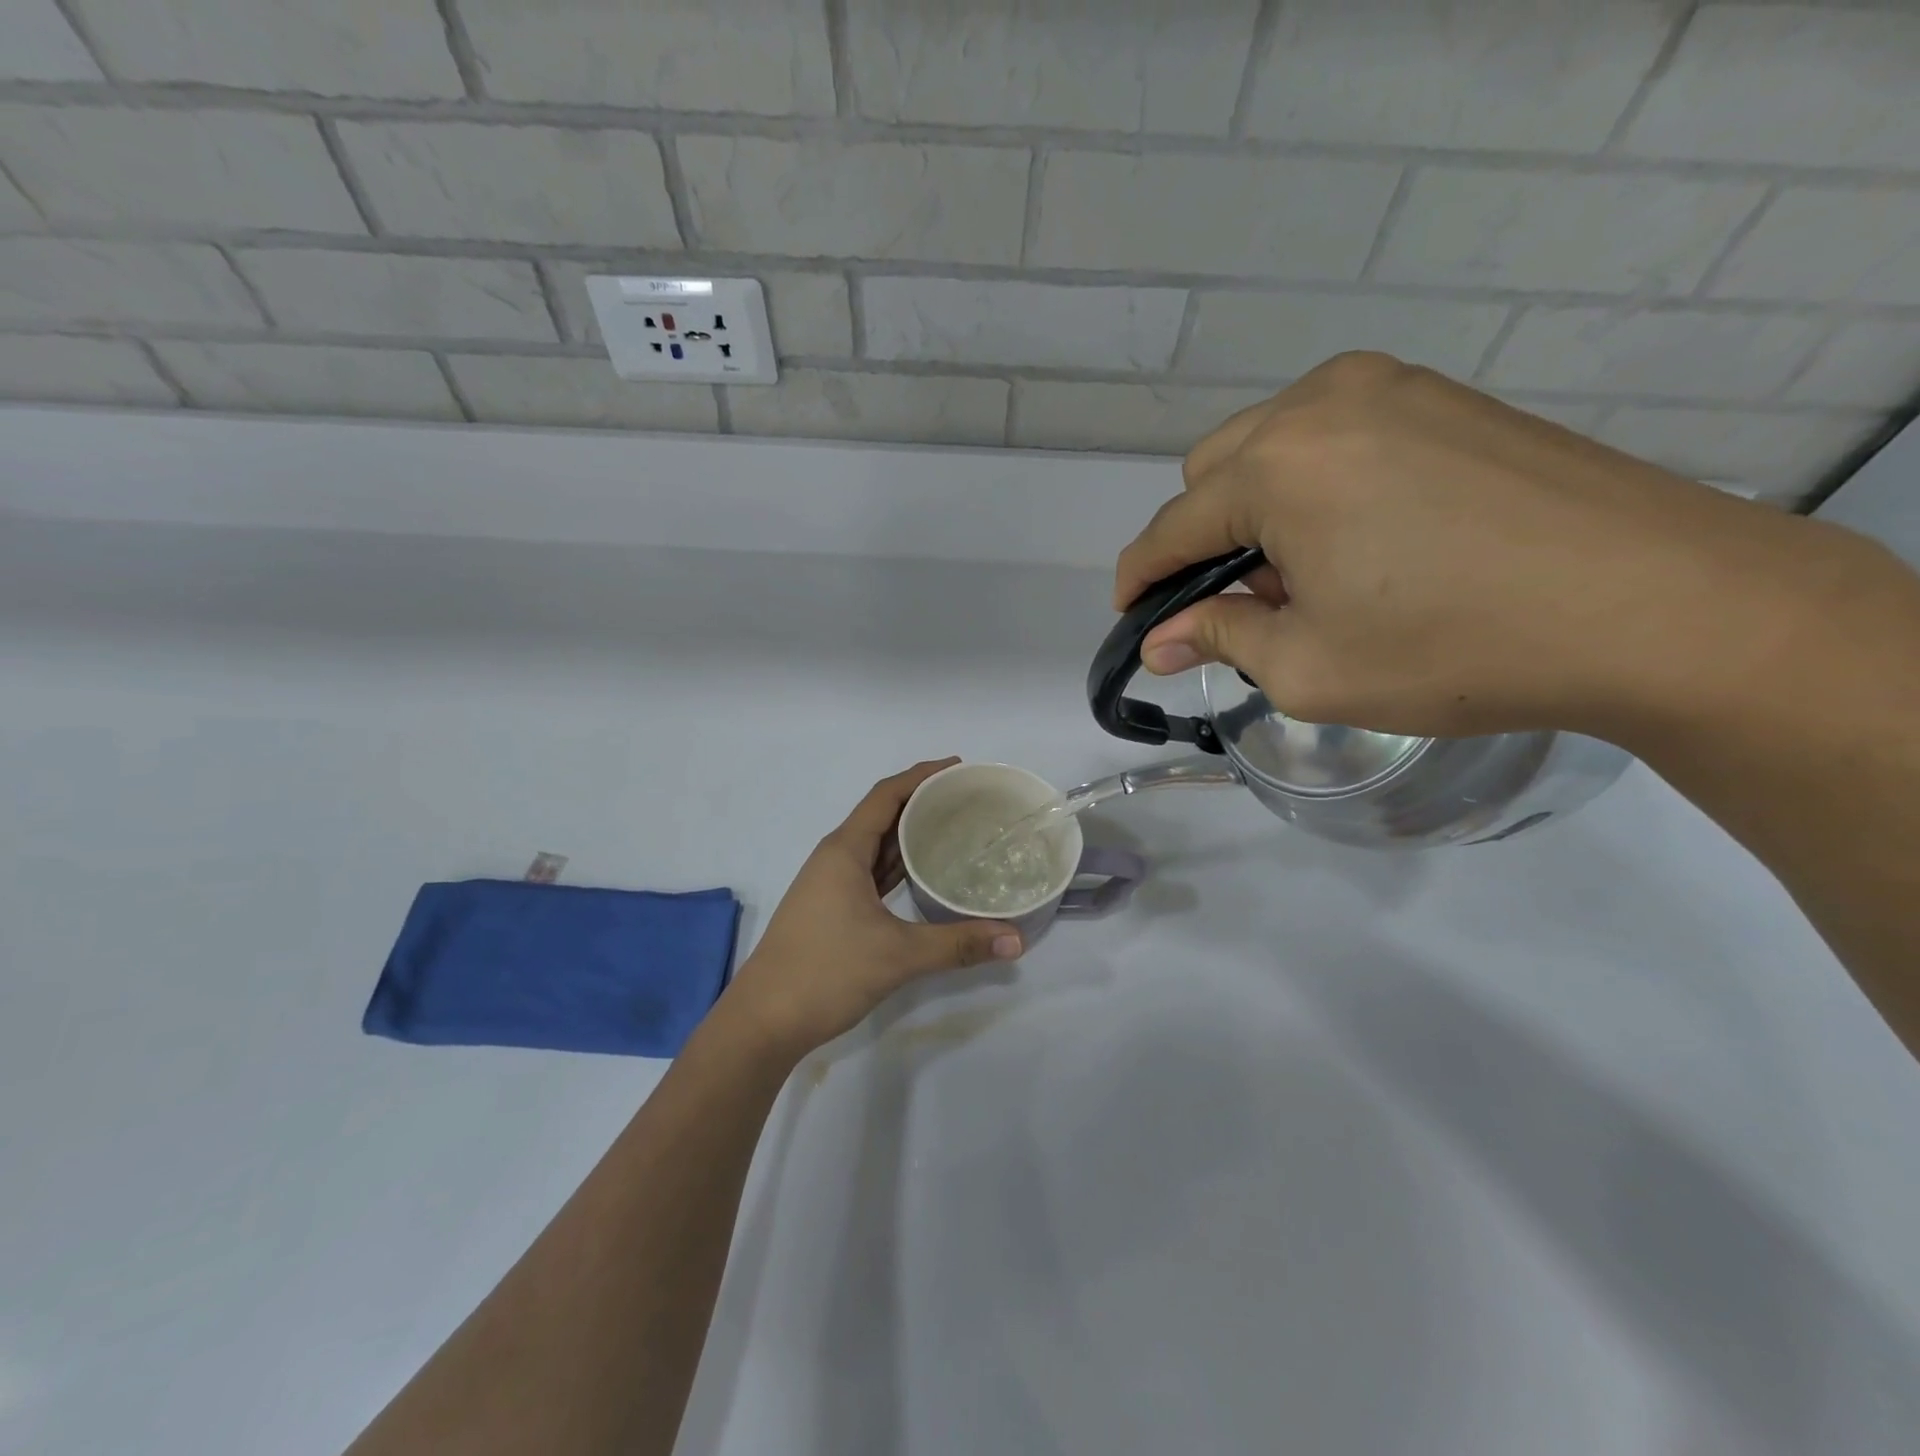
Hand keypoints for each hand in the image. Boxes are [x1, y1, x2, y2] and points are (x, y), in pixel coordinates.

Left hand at [720, 760, 1022, 1055]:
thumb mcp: (897, 955)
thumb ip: (958, 944)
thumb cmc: (825, 972)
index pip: (886, 795)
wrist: (763, 1021)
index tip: (960, 768)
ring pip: (876, 846)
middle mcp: (835, 858)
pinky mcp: (832, 909)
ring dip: (910, 834)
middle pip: (882, 815)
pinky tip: (924, 874)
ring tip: (955, 828)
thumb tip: (1016, 940)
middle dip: (922, 802)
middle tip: (968, 800)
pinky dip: (898, 865)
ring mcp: (831, 884)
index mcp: (844, 850)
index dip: (922, 776)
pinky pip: (871, 872)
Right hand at [1116, 351, 1855, 739]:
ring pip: (1267, 446)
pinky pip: (1330, 434)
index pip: (1170, 528)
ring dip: (1254, 510)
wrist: (1658, 604)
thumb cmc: (1455, 648)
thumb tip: (1157, 641)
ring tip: (1301, 576)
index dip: (1139, 580)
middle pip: (1210, 473)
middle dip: (1201, 541)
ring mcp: (1386, 387)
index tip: (1132, 620)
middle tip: (1238, 605)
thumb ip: (1219, 638)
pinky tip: (1356, 538)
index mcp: (1277, 467)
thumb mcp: (1309, 668)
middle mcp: (1318, 404)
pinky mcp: (1439, 395)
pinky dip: (1311, 484)